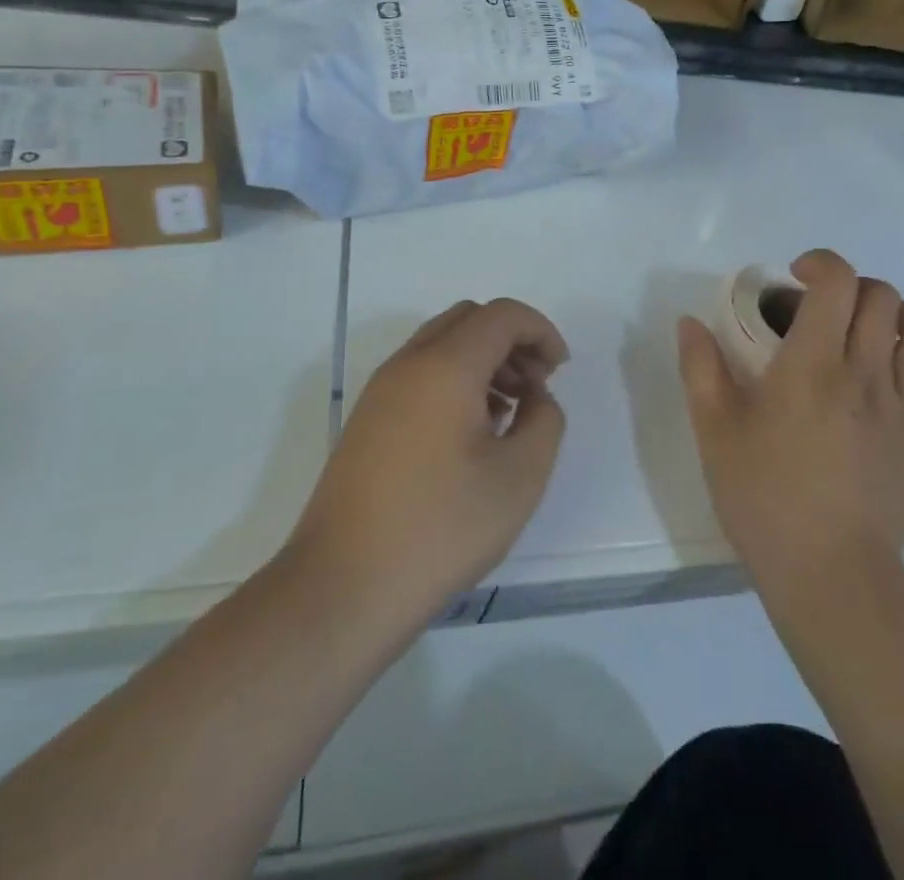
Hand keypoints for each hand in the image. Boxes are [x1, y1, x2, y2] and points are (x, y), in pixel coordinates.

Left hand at [286, 299, 568, 628]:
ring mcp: (380, 390)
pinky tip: (470, 434)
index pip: (502, 314)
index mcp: (446, 366)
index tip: (560, 372)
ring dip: (483, 360)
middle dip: (512, 340)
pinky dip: (455, 380)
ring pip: (442, 344)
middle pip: (469, 319)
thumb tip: (534, 397)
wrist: (342, 588)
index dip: (541, 331)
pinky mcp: (367, 419)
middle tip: (535, 388)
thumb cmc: (441, 528)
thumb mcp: (520, 477)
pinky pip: (420, 373)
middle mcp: (408, 363)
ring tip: (507, 413)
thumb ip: (544, 420)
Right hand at [676, 250, 903, 599]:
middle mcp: (867, 375)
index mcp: (813, 365)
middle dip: (854, 290)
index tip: (796, 281)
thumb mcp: (714, 432)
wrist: (829, 578)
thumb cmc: (763, 500)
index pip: (838, 282)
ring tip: (878, 338)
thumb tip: (690, 322)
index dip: (821, 264)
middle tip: (826, 315)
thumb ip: (700, 368)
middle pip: (884, 297)